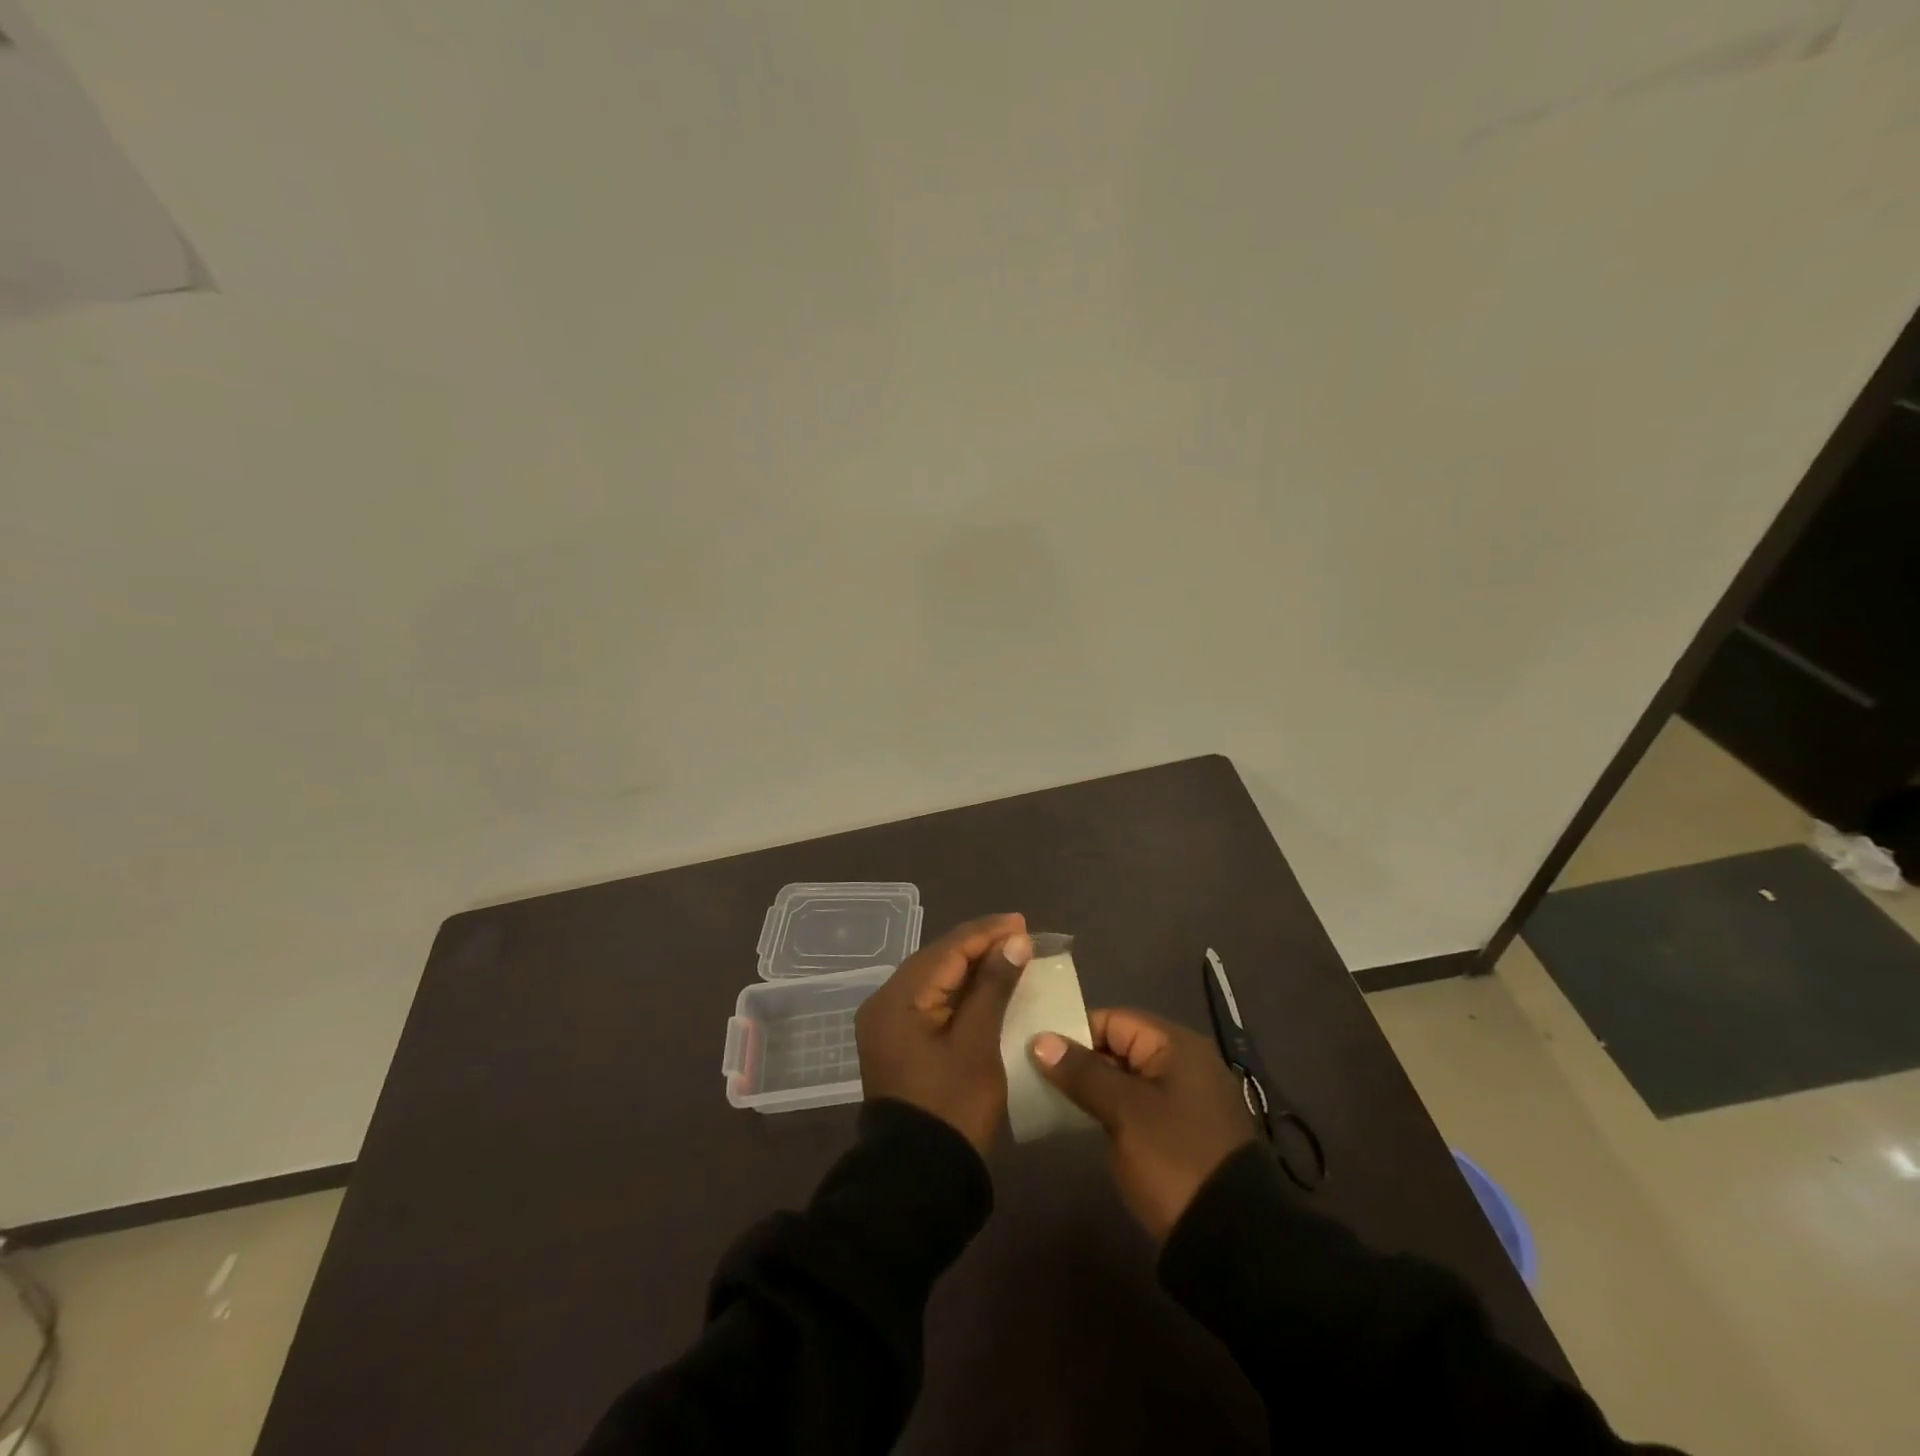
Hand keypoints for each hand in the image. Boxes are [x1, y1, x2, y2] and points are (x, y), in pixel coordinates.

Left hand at [856, 914, 1033, 1154]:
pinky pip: (931, 1002)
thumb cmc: (952, 1106)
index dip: (986, 933)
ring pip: (934, 980)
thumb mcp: (978, 1043)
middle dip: (979, 946)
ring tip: (1009, 955)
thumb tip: (1015, 941)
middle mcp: (885, 1003)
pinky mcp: (898, 1043)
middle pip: (937, 960)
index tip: (1022, 923)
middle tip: (1020, 936)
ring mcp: (888, 1025)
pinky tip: (987, 987)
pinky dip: (960, 993)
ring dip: (971, 968)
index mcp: (897, 999)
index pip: (946, 950)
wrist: (919, 1179)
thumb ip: (994, 986)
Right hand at [1031, 1008, 1257, 1240]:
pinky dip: (1110, 1109)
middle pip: (1119, 1047)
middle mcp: (1184, 1063)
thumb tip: (1041, 1039)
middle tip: (1036, 1074)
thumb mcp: (1124, 1111)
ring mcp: (1184, 1099)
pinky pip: (1137, 1106)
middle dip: (1079, 1060)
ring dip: (1092, 1087)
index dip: (1074, 1031)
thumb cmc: (1174, 1159)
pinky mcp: (1181, 1132)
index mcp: (1177, 1046)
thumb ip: (1082, 1072)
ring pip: (1126, 1079)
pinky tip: (1081, 1122)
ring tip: (1049, 1097)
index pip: (1113, 1019)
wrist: (1232, 1240)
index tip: (1037, 1051)